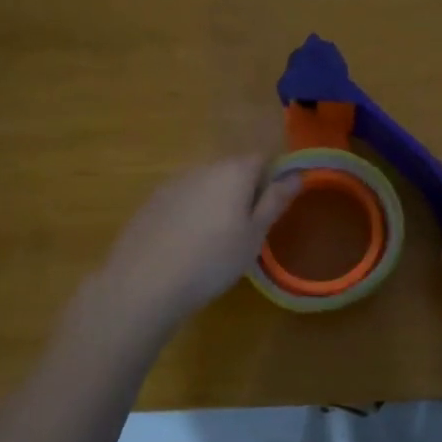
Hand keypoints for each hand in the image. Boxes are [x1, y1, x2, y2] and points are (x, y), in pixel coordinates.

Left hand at [87, 155, 299, 336]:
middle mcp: (202, 168)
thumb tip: (297, 176)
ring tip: (217, 240)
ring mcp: (173, 184)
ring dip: (217, 202)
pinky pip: (183, 200)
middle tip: (249, 229)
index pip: (262, 158)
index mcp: (233, 172)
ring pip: (206, 185)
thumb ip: (274, 201)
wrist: (144, 283)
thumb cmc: (213, 260)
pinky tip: (188, 245)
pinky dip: (192, 214)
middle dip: (244, 191)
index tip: (274, 207)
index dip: (273, 178)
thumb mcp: (254, 235)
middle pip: (232, 170)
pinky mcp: (151, 203)